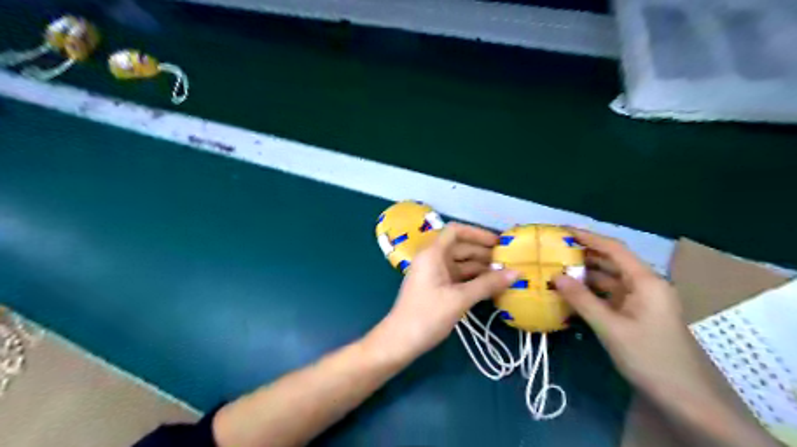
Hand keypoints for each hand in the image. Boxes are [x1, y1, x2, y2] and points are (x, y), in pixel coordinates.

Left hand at [369, 223, 520, 363]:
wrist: (400, 341)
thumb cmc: (427, 315)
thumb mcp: (459, 299)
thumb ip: (487, 284)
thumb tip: (516, 272)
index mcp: (433, 254)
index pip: (455, 231)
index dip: (477, 233)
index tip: (498, 242)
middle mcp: (432, 259)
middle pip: (460, 247)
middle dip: (484, 253)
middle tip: (509, 261)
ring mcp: (433, 274)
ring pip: (460, 264)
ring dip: (481, 268)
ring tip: (505, 275)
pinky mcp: (436, 288)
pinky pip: (457, 277)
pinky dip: (473, 280)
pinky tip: (491, 287)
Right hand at [555, 229, 716, 400]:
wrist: (682, 397)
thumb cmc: (649, 357)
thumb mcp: (611, 328)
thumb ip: (582, 300)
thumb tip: (556, 276)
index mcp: (646, 282)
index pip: (614, 249)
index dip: (589, 237)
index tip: (563, 230)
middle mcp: (645, 285)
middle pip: (612, 261)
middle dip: (584, 254)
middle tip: (554, 250)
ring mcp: (641, 299)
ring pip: (610, 278)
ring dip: (586, 274)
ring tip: (557, 268)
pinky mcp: (636, 313)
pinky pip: (610, 294)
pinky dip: (591, 291)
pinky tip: (571, 291)